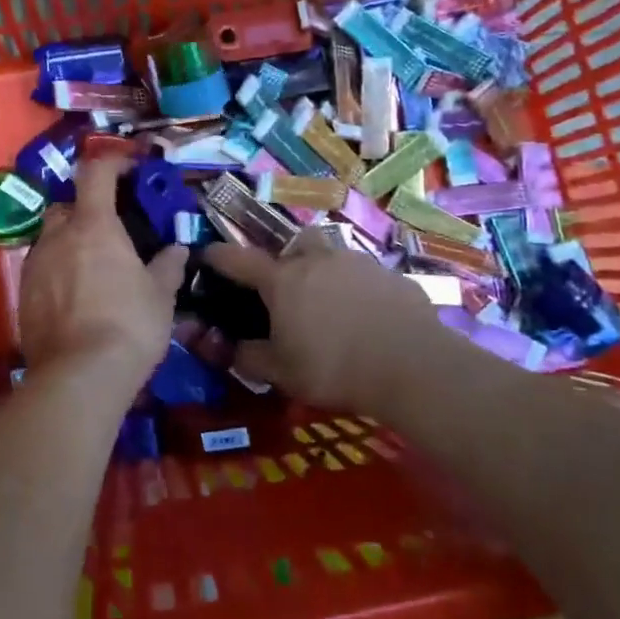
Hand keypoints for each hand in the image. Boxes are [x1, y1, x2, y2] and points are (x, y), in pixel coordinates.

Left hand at [17, 156, 187, 383]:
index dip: (113, 163)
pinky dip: (57, 272)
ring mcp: (35, 265)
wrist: (79, 376)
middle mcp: (57, 236)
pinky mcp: (22, 295)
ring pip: (50, 238)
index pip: (96, 172)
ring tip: (92, 269)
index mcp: (93, 225)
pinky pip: (41, 270)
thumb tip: (178, 249)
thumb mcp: (161, 296)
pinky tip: (74, 298)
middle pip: (67, 206)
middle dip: (86, 210)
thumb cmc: (129, 325)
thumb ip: (168, 266)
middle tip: (109, 230)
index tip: (130, 170)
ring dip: (69, 243)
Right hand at [204, 230, 432, 412]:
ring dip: (325, 272)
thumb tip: (230, 348)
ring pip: (332, 256)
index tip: (206, 255)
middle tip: (287, 288)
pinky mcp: (391, 276)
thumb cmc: (334, 367)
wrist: (412, 365)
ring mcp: (357, 263)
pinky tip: (367, 318)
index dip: (218, 257)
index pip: (238, 259)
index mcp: (282, 279)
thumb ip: (249, 358)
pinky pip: (365, 276)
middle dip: (285, 259)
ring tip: (330, 304)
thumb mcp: (281, 373)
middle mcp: (317, 260)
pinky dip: (359, 290)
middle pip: (293, 245)